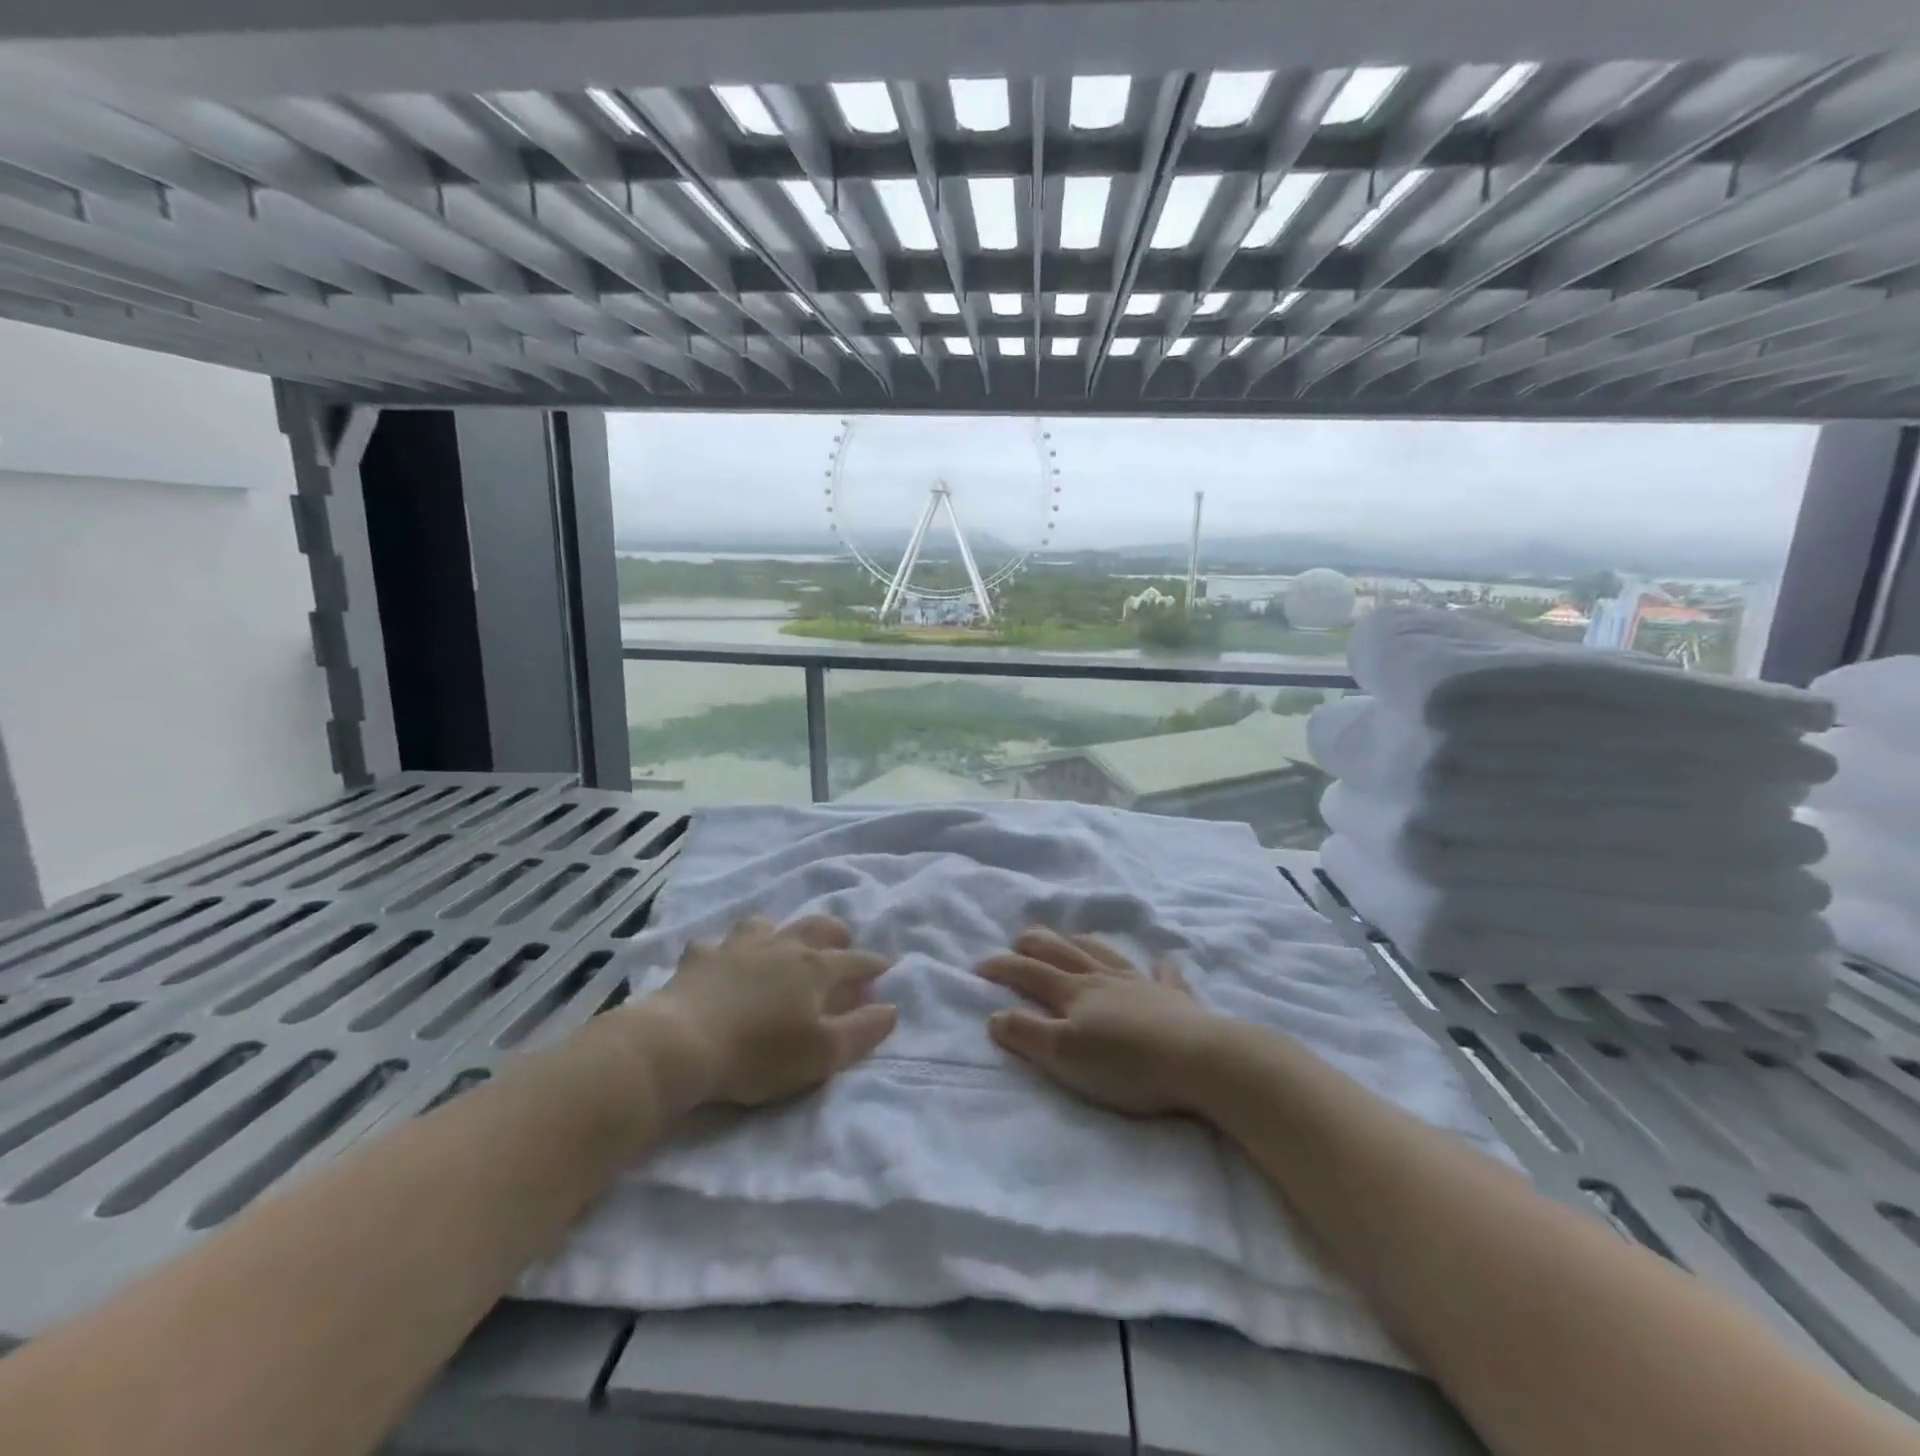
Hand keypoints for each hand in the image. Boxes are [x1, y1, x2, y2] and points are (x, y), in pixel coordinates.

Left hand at [651, 915, 896, 1106]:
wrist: (681, 1044)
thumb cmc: (759, 1054)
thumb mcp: (822, 1054)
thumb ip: (861, 1030)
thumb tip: (892, 1008)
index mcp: (814, 969)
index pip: (855, 961)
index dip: (874, 964)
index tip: (886, 967)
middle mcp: (781, 946)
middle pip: (815, 927)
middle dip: (835, 933)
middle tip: (841, 941)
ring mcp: (737, 947)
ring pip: (765, 924)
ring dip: (778, 932)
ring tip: (779, 945)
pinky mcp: (700, 958)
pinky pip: (715, 945)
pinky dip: (723, 951)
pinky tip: (719, 963)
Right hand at [976, 928, 1222, 1116]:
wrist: (1197, 1059)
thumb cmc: (1125, 1063)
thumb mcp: (1065, 1055)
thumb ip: (1028, 1034)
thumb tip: (994, 1015)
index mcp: (1075, 992)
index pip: (1030, 973)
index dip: (1003, 967)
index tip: (979, 965)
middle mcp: (1104, 979)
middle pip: (1064, 952)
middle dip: (1037, 943)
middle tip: (1020, 937)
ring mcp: (1142, 984)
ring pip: (1106, 954)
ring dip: (1084, 944)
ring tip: (1072, 937)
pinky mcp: (1175, 999)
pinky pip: (1163, 974)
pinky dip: (1157, 966)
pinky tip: (1158, 962)